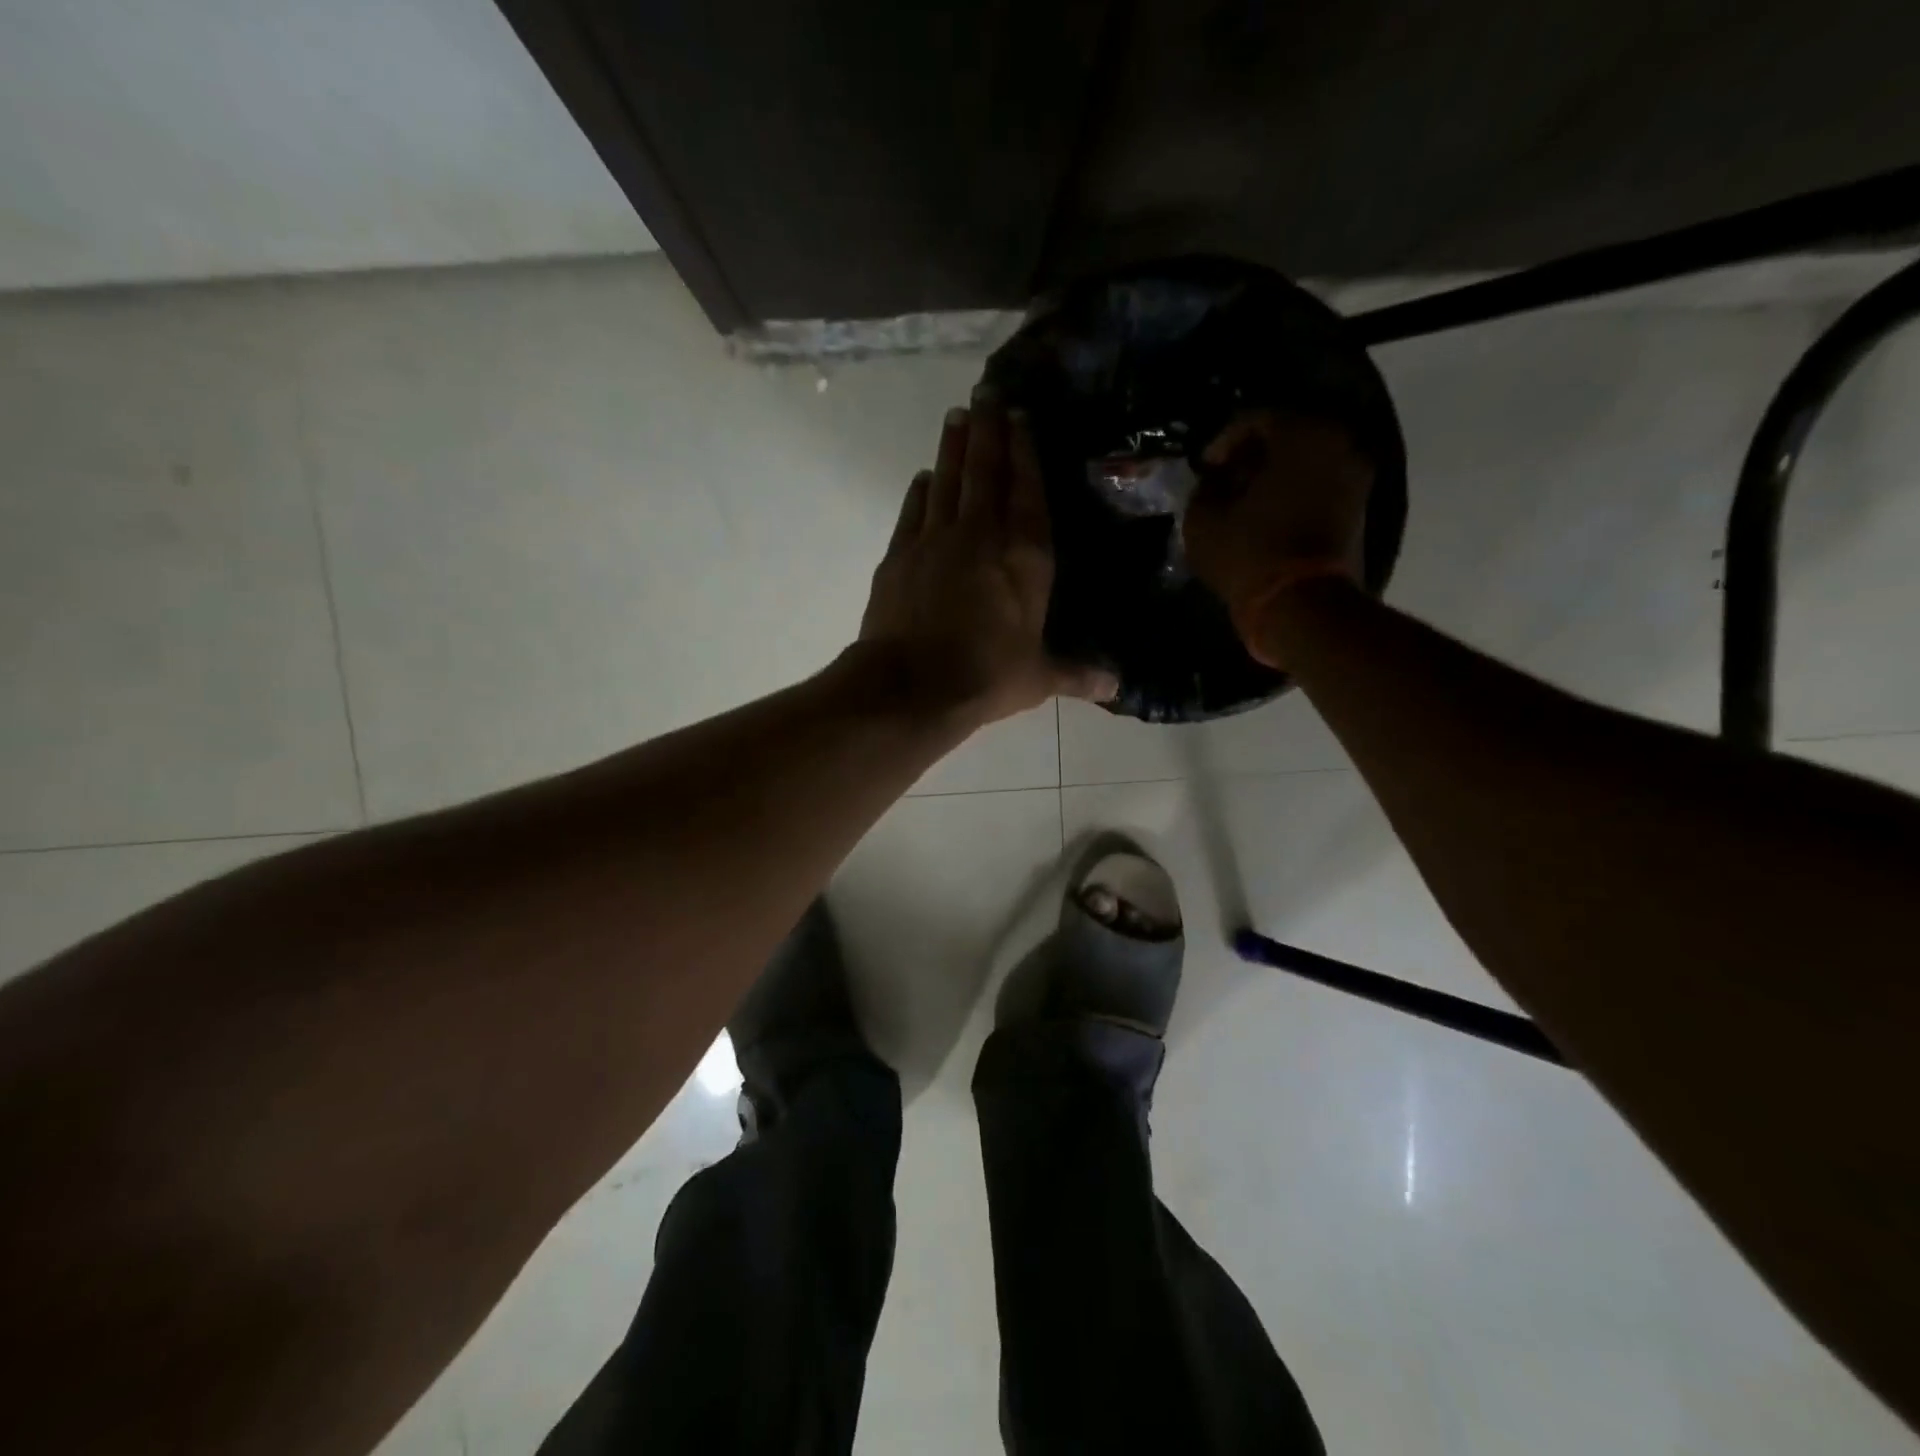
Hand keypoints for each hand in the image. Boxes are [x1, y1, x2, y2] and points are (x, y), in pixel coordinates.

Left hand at [859, 399, 1117, 729]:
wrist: (911, 686)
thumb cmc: (985, 678)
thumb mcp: (1038, 679)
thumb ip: (1076, 674)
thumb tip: (1116, 687)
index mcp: (1025, 559)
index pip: (1028, 493)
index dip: (1025, 452)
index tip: (1021, 418)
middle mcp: (982, 537)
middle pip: (986, 472)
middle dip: (989, 431)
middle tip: (987, 394)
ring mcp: (935, 541)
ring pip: (948, 480)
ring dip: (954, 447)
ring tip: (958, 416)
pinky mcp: (899, 555)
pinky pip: (914, 510)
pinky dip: (921, 490)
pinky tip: (925, 477)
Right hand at [1184, 410, 1373, 627]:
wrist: (1302, 606)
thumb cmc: (1249, 554)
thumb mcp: (1203, 520)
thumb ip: (1205, 488)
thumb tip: (1214, 481)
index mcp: (1302, 435)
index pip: (1256, 419)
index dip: (1223, 441)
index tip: (1205, 468)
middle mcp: (1339, 444)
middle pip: (1288, 435)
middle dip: (1253, 455)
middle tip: (1225, 479)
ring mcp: (1356, 477)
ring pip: (1307, 460)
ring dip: (1275, 474)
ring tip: (1245, 499)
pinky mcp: (1359, 509)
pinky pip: (1320, 484)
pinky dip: (1294, 491)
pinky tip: (1268, 514)